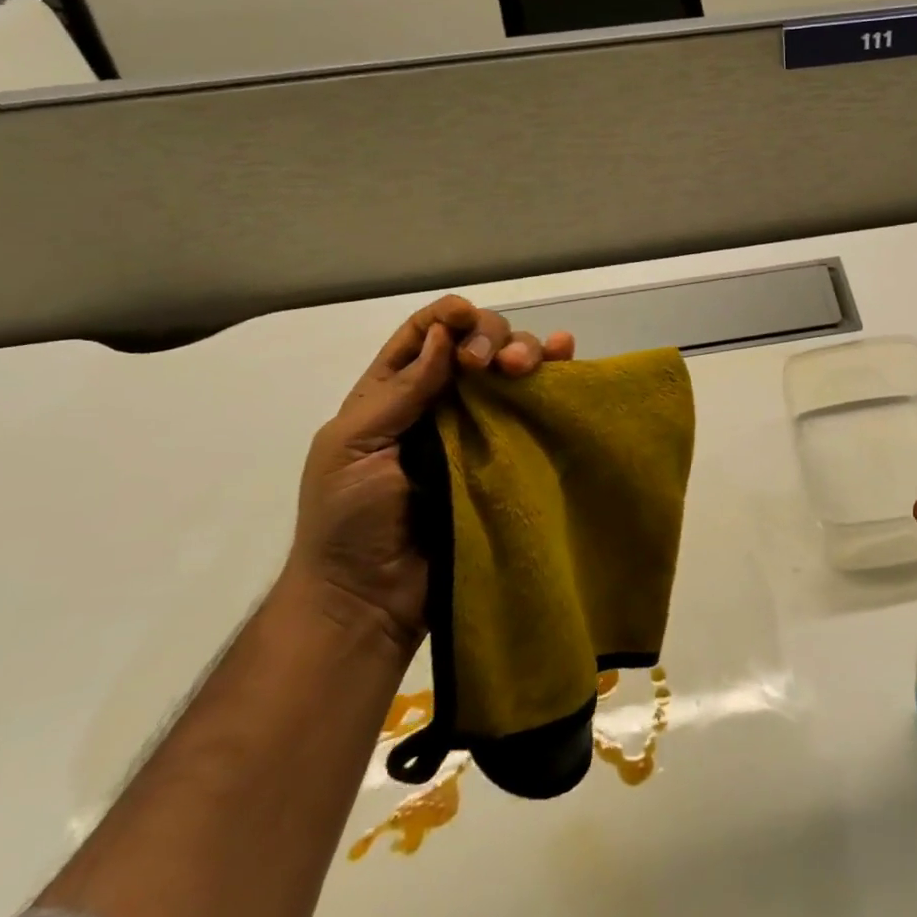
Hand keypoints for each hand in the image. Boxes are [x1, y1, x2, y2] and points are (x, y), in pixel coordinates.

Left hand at [287, 295, 574, 650]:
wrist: (373, 598)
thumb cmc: (348, 522)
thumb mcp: (352, 447)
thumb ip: (399, 392)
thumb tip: (445, 334)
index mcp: (393, 393)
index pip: (424, 334)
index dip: (447, 317)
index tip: (465, 318)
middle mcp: (442, 400)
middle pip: (475, 343)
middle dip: (489, 335)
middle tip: (489, 364)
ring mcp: (481, 426)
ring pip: (512, 366)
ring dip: (524, 350)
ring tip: (525, 367)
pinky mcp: (512, 452)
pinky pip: (537, 405)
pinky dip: (555, 373)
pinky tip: (567, 354)